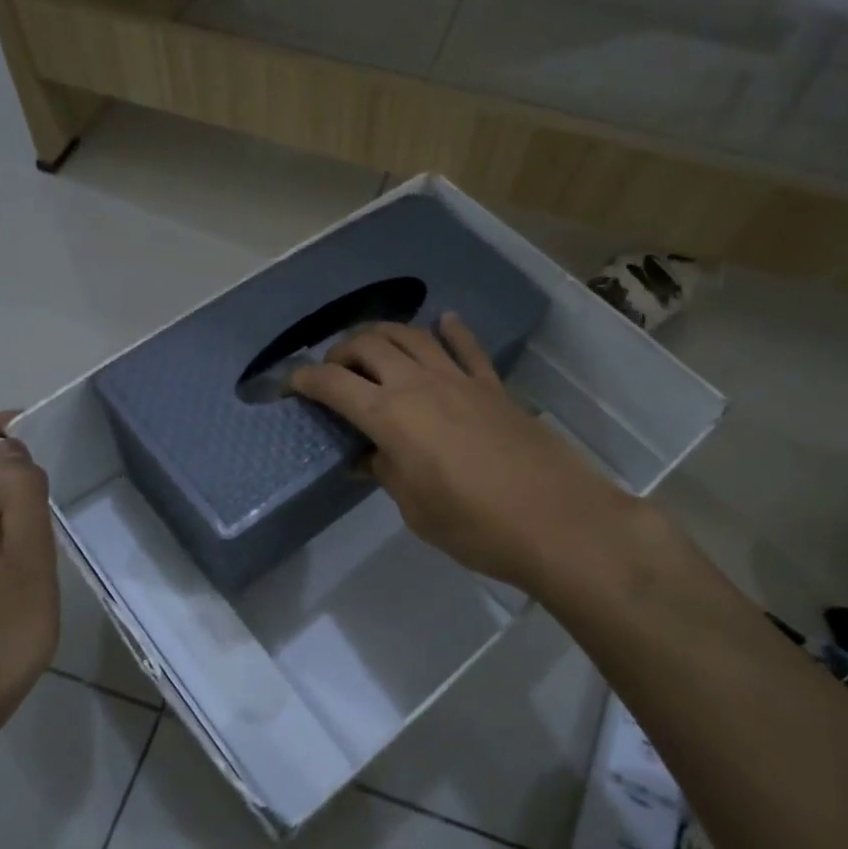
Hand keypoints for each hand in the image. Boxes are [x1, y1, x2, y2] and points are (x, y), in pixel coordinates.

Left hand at [0, 411, 58, 726]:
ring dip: (6, 503)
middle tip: (52, 504)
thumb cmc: (1, 629)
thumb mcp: (29, 555)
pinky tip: (19, 572)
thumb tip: (11, 448)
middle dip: (10, 468)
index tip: (40, 438)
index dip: (0, 426)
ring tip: (42, 542)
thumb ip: (22, 494)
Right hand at [290, 314, 651, 598]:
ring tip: (372, 346)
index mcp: (390, 416)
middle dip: (342, 350)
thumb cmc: (474, 526)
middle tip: (333, 369)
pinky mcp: (493, 386)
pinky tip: (443, 321)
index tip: (291, 383)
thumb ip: (386, 473)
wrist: (556, 521)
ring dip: (385, 333)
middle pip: (370, 345)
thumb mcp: (415, 509)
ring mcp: (460, 380)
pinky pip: (467, 347)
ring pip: (413, 335)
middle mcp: (419, 384)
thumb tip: (367, 458)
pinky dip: (451, 330)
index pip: (334, 384)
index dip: (306, 379)